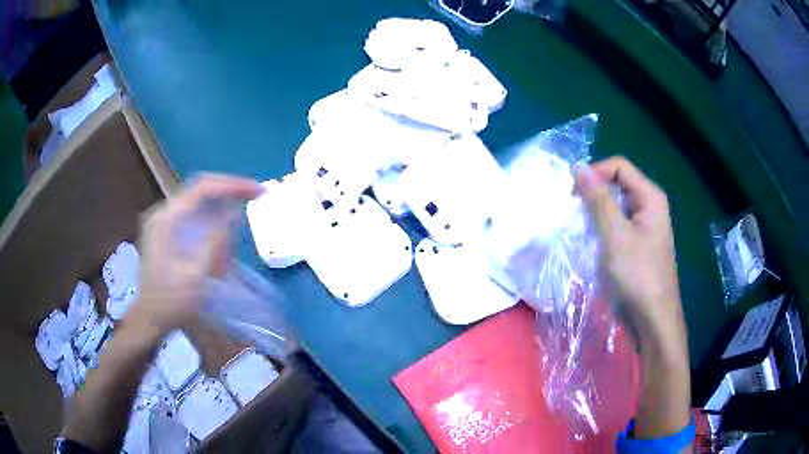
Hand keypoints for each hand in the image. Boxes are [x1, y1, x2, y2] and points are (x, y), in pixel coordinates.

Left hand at [123, 174, 262, 337]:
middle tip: (254, 199)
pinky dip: (210, 223)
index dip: (232, 185)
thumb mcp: (196, 275)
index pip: (202, 188)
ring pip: (198, 204)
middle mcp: (163, 213)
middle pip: (200, 191)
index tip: (257, 191)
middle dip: (228, 194)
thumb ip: (214, 240)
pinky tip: (219, 241)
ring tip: (236, 230)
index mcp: (166, 219)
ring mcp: (162, 222)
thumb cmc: (172, 302)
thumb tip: (234, 211)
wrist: (150, 319)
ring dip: (220, 211)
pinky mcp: (165, 232)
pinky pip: (193, 217)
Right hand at [575, 157, 684, 340]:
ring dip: (595, 214)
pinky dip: (602, 229)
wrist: (652, 319)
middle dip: (594, 194)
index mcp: (650, 197)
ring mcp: (644, 226)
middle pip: (617, 184)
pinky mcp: (637, 244)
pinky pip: (617, 225)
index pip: (619, 166)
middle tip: (574, 213)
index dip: (596, 173)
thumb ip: (598, 200)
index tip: (574, 194)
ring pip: (615, 206)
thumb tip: (579, 167)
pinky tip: (591, 244)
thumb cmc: (638, 276)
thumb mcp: (615, 236)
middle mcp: (649, 206)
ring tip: (579, 230)